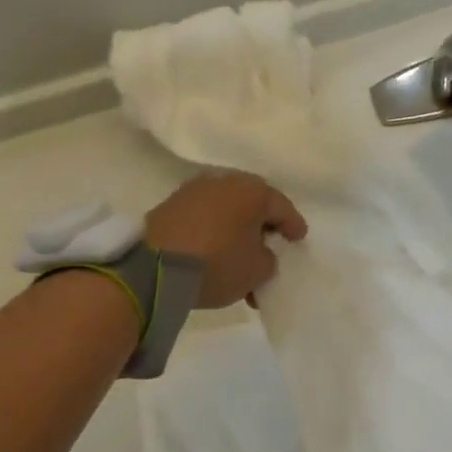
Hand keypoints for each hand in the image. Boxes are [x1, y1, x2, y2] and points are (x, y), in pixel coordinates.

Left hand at [145, 172, 307, 308]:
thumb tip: (258, 251)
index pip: (282, 207)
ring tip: (239, 268)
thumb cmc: (217, 262)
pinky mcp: (170, 207)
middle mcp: (224, 181)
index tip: (298, 238)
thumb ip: (268, 259)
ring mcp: (193, 192)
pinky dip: (214, 238)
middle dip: (262, 231)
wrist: (153, 267)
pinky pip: (204, 221)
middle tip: (269, 253)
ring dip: (236, 238)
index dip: (293, 225)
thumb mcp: (258, 270)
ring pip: (227, 216)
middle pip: (252, 207)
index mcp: (252, 190)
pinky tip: (215, 261)